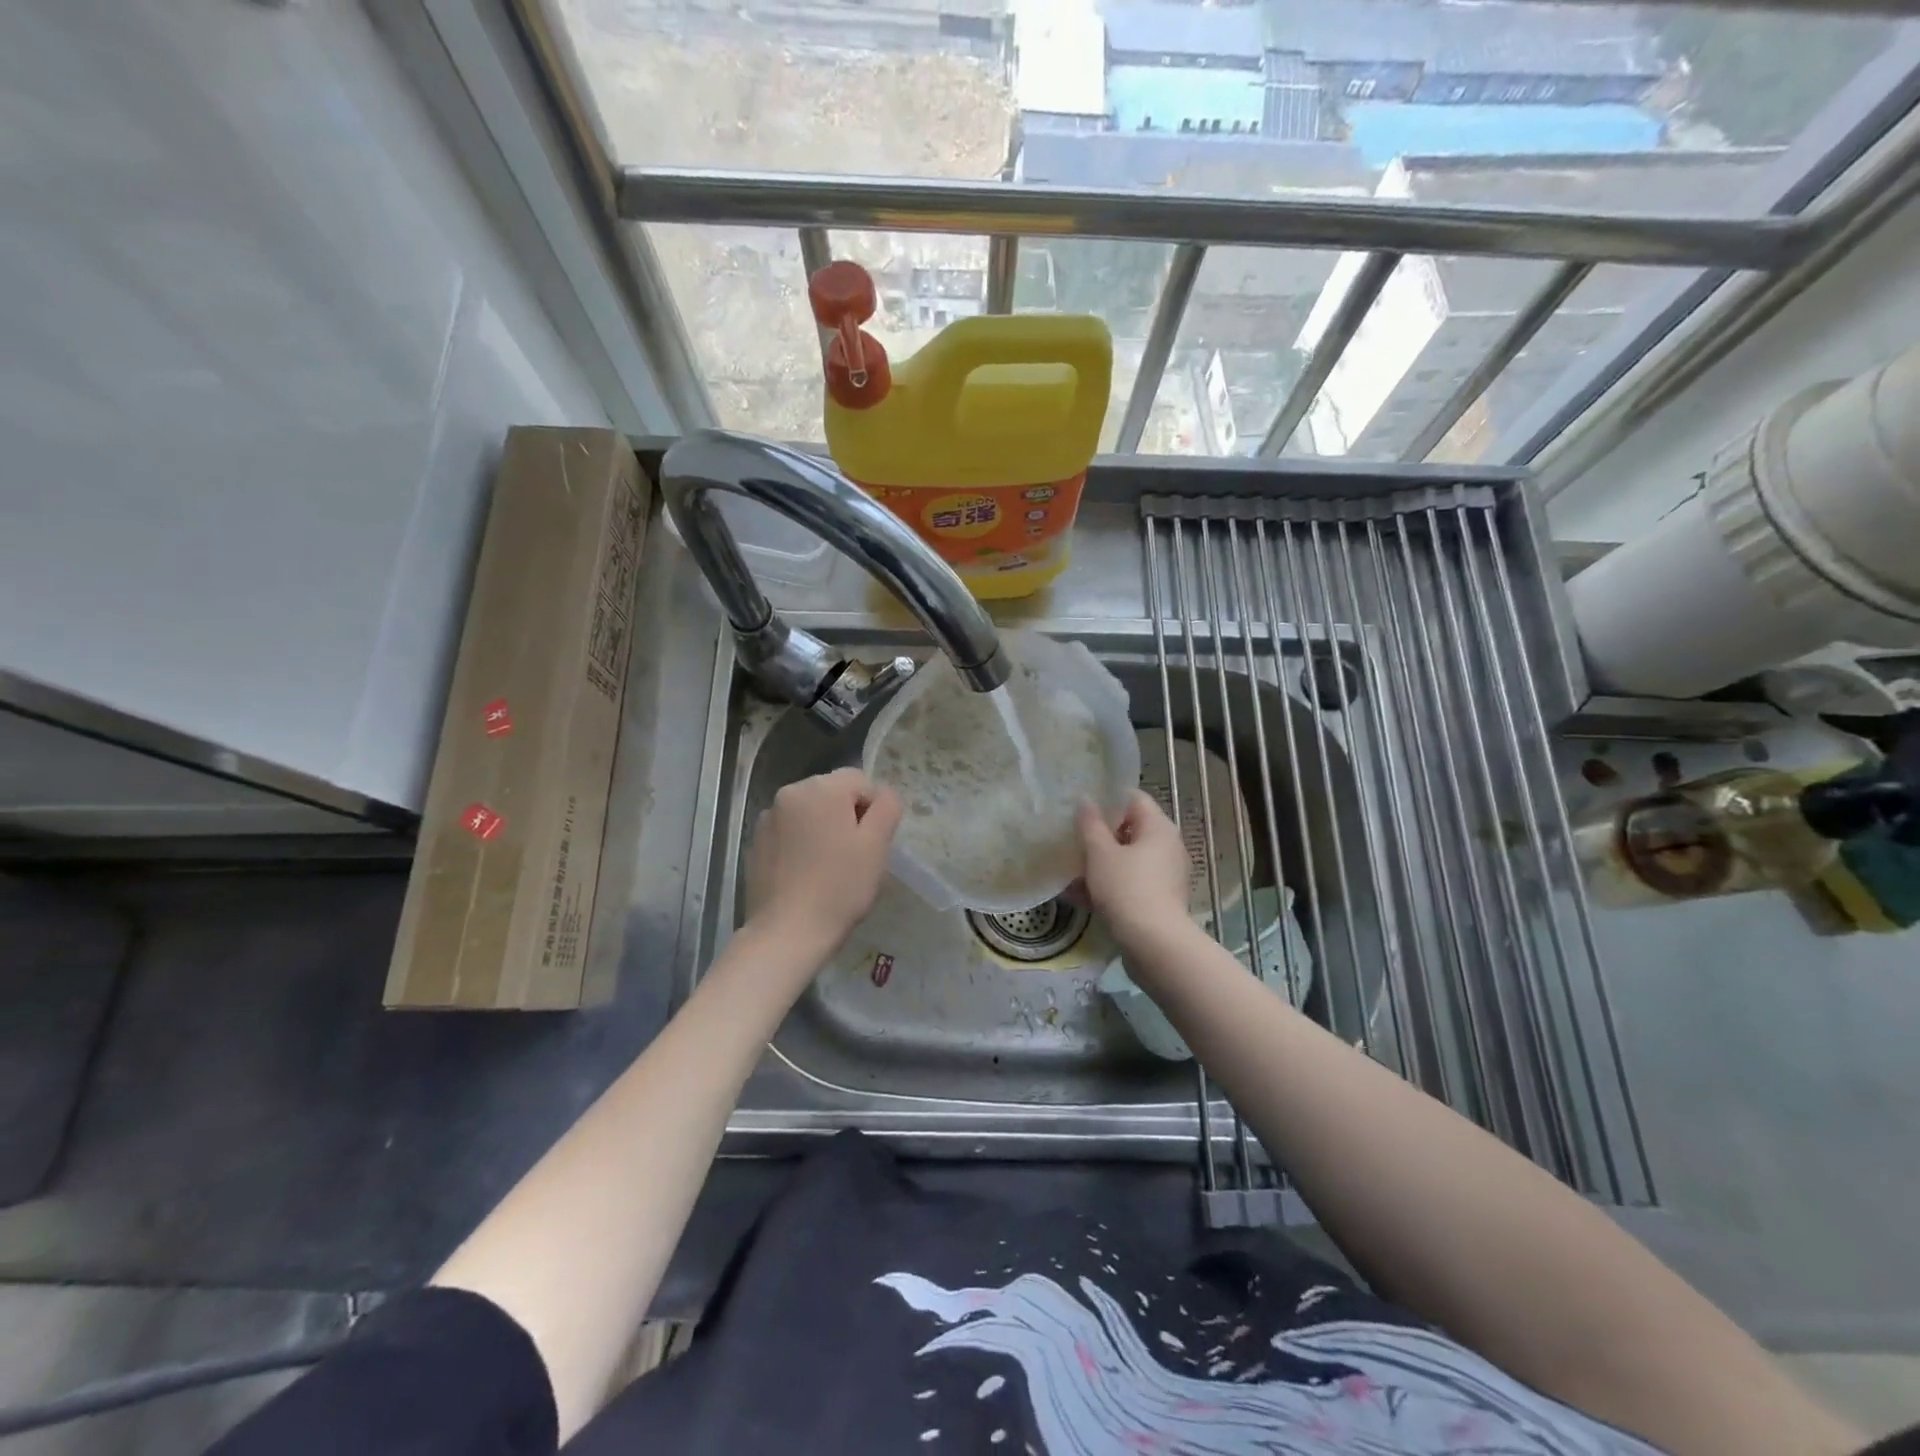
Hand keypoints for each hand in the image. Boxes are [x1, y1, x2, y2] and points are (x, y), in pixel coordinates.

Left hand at [746, 768, 901, 954]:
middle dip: (847, 817)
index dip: (874, 810)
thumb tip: (882, 794)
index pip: (860, 781)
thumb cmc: (839, 887)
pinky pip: (790, 833)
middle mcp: (789, 793)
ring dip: (823, 830)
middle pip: (832, 793)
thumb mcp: (877, 845)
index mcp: (820, 788)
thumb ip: (887, 807)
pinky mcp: (756, 844)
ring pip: (810, 813)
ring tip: (829, 868)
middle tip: (855, 857)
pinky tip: (806, 875)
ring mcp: (767, 819)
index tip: (872, 843)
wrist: (787, 933)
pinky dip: (802, 845)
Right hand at [1076, 791, 1191, 944]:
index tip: (1081, 807)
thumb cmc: (1127, 888)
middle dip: (1099, 834)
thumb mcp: (1100, 853)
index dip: (1107, 798)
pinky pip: (1129, 883)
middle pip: (1130, 830)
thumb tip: (1086, 801)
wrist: (1154, 945)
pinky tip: (1076, 895)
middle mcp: (1167, 847)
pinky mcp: (1158, 900)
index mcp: (1159, 828)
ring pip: (1127, 860)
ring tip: (1068, 868)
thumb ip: (1091, 824)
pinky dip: (1107, 885)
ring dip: (1099, 863)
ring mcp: (1165, 876)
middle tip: (1071, 836)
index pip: (1134, 798)